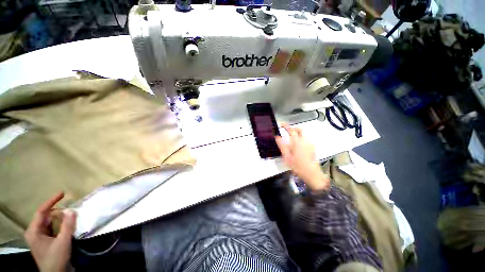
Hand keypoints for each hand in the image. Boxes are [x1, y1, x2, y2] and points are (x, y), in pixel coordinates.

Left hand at [24, 192, 75, 271]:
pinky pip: (52, 228)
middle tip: (70, 207)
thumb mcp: (63, 242)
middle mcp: (34, 232)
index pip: (41, 211)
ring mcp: (39, 237)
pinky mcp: (46, 241)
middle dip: (57, 211)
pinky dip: (60, 224)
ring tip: (70, 214)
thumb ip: (67, 225)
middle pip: (45, 216)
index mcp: (34, 231)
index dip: (51, 201)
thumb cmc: (56, 258)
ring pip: (49, 222)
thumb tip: (72, 209)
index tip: (62, 193)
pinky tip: (67, 224)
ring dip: (59, 218)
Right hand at [276, 123, 329, 190]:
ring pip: (303, 134)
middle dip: (292, 128)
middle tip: (286, 131)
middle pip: (299, 129)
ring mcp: (310, 143)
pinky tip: (297, 145)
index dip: (286, 125)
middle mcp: (304, 140)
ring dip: (296, 133)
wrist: (312, 174)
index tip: (281, 124)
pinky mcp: (312, 147)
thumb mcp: (287, 157)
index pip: (291, 130)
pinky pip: (305, 138)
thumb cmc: (298, 166)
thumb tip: (277, 137)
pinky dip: (300, 137)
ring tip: (290, 139)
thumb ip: (282, 145)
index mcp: (297, 142)